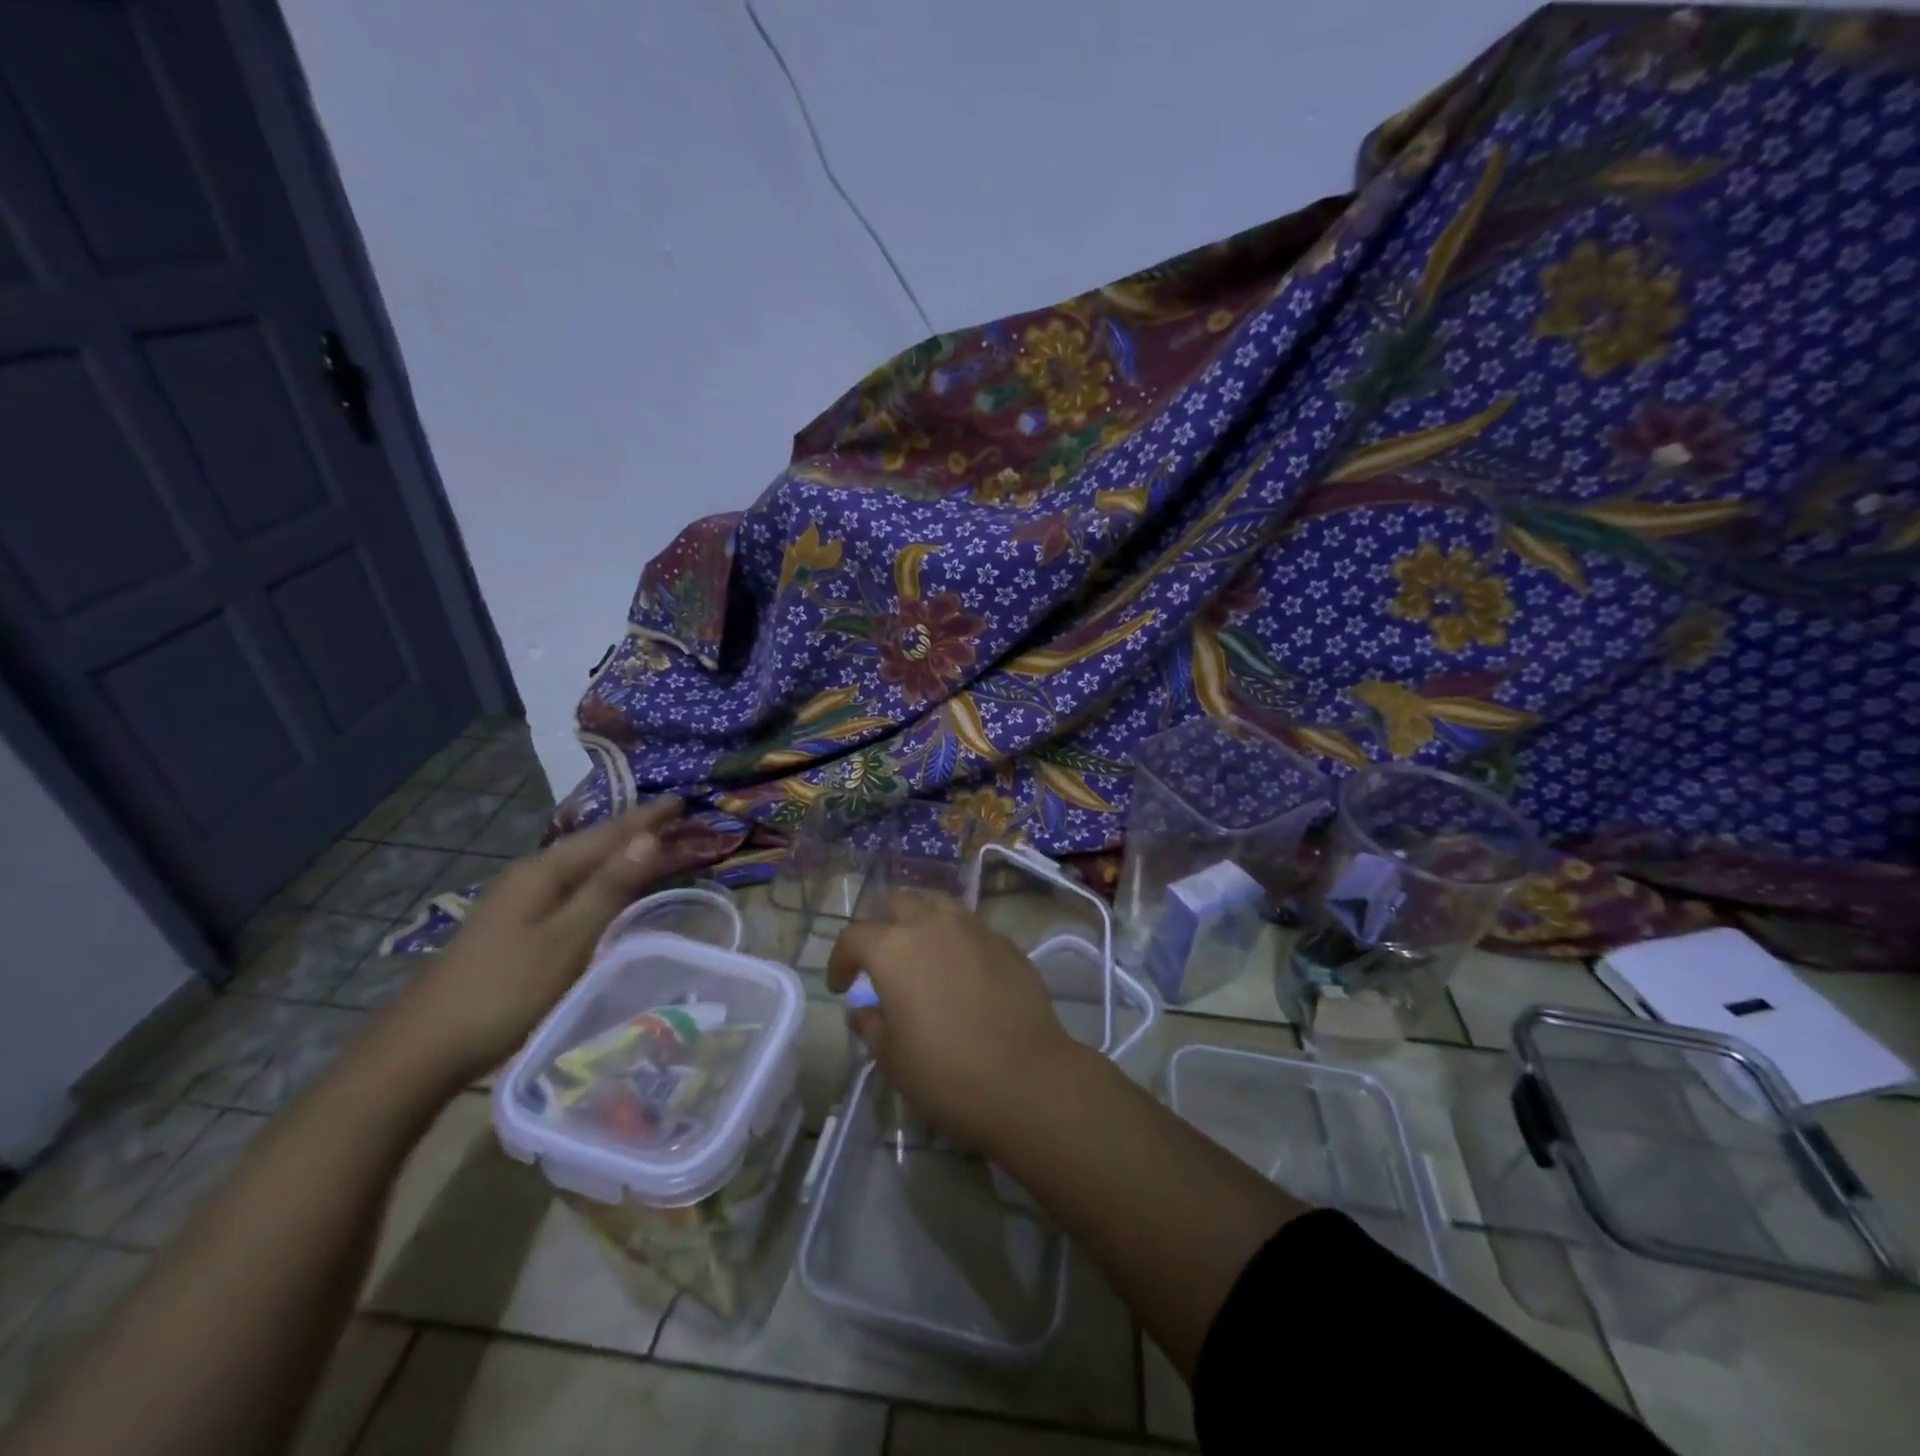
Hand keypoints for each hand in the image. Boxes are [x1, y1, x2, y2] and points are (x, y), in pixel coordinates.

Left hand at [385, 797, 684, 1083]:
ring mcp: (516, 902)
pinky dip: (598, 878)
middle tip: (673, 819)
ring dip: (616, 853)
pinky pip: (569, 887)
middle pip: (591, 845)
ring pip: (579, 866)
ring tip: (649, 845)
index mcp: (543, 872)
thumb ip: (610, 887)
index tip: (682, 801)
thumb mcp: (569, 938)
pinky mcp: (513, 926)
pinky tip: (603, 888)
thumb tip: (649, 837)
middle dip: (633, 830)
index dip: (646, 819)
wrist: (424, 1048)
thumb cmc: (507, 990)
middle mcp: (528, 877)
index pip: (607, 835)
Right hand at [826, 891, 1082, 1153]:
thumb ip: (871, 1025)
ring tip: (919, 948)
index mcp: (893, 947)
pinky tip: (960, 967)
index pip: (854, 936)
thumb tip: (865, 1010)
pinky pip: (970, 926)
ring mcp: (974, 928)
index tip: (841, 986)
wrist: (1026, 1077)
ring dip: (919, 918)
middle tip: (878, 956)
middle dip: (880, 924)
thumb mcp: (892, 1058)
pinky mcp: (1006, 942)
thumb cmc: (946, 1072)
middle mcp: (932, 923)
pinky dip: (955, 937)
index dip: (840, 960)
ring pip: (937, 903)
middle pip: (896, 901)